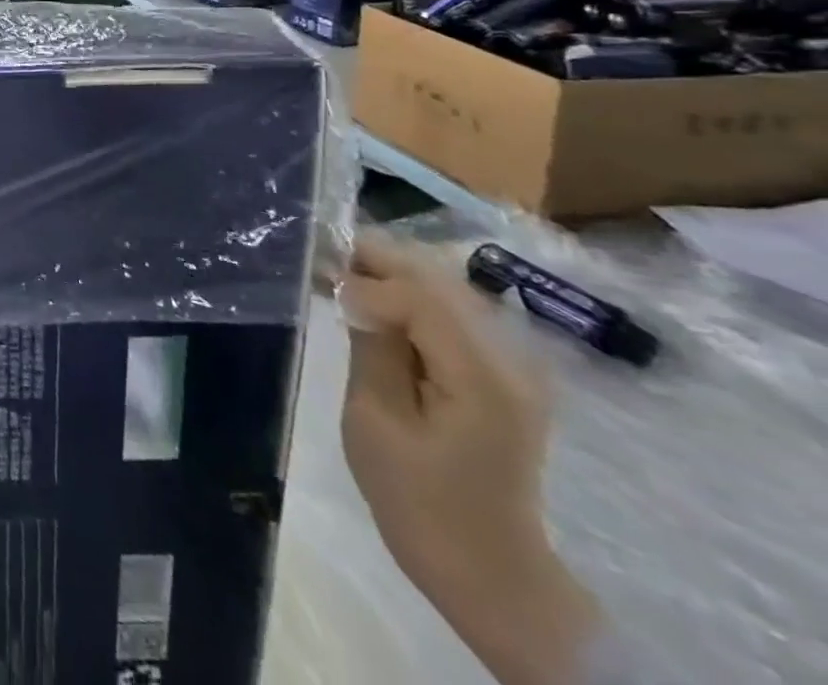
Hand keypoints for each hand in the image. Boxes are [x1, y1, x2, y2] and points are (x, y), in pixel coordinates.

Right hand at [340, 236, 599, 684]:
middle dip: (379, 262)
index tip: (321, 285)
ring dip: (394, 276)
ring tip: (341, 278)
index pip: (421, 296)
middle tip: (323, 261)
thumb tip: (355, 289)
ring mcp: (513, 367)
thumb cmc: (420, 502)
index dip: (367, 281)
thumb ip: (372, 346)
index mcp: (481, 376)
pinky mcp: (501, 375)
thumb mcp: (376, 422)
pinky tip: (375, 307)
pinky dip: (411, 300)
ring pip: (447, 291)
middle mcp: (509, 360)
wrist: (489, 572)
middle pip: (441, 282)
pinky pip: (454, 315)